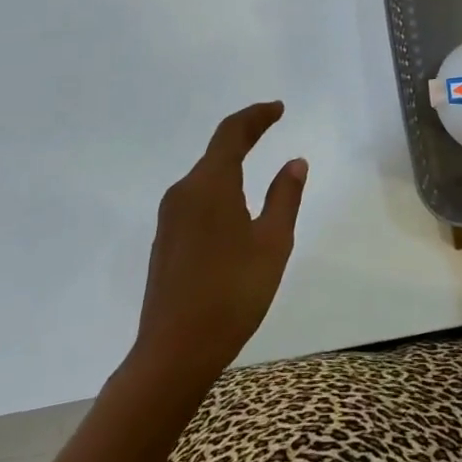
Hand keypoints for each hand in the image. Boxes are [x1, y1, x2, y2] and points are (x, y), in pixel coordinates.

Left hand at [134, 102, 306, 380]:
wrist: (173, 353)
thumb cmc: (232, 293)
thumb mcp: (272, 243)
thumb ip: (284, 197)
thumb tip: (295, 161)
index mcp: (211, 185)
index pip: (232, 132)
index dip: (256, 115)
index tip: (279, 108)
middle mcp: (184, 192)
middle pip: (217, 150)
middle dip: (245, 135)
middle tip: (272, 125)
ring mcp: (170, 218)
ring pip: (205, 175)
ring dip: (231, 162)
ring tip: (257, 161)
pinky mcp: (166, 240)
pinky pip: (196, 198)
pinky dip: (220, 187)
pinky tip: (234, 205)